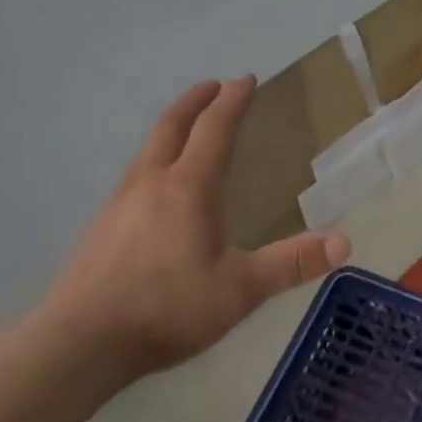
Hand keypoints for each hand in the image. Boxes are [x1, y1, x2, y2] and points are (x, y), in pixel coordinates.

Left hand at [39, 77, 349, 377]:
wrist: (78, 343)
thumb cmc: (167, 308)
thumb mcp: (240, 290)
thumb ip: (290, 264)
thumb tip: (343, 243)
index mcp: (188, 187)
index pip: (214, 128)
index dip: (232, 101)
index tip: (245, 79)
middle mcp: (151, 183)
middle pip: (172, 126)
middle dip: (195, 101)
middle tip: (213, 86)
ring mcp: (118, 203)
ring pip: (147, 150)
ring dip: (170, 128)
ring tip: (185, 129)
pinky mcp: (99, 227)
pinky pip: (132, 176)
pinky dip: (152, 160)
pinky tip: (153, 188)